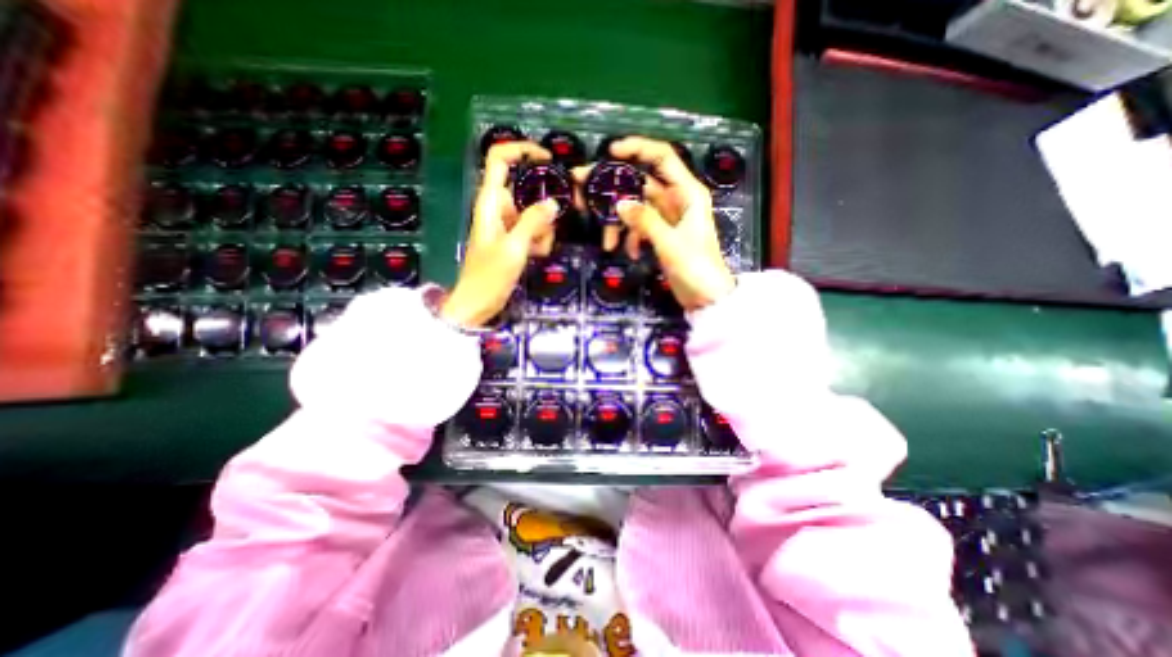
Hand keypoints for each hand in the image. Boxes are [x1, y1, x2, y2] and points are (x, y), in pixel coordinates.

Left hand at [445, 143, 563, 328]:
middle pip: (526, 191)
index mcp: (490, 201)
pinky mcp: (511, 239)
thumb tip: (553, 203)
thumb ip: (534, 222)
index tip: (547, 159)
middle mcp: (497, 208)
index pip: (499, 159)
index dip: (521, 150)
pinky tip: (536, 255)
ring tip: (538, 250)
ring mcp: (505, 224)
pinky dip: (539, 240)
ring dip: (542, 230)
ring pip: (533, 213)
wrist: (477, 304)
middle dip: (542, 210)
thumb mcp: (514, 248)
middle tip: (547, 230)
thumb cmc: (489, 276)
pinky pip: (532, 230)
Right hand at [575, 134, 729, 309]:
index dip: (637, 148)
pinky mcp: (662, 234)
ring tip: (607, 243)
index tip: (610, 152)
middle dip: (614, 189)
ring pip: (636, 208)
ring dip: (619, 223)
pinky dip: (631, 238)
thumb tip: (619, 204)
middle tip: (584, 191)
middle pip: (641, 183)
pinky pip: (640, 227)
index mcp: (687, 192)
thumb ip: (645, 221)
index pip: (662, 157)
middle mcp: (677, 199)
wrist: (707, 298)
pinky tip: (630, 253)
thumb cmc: (696, 268)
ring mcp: (668, 218)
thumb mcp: (670, 243)